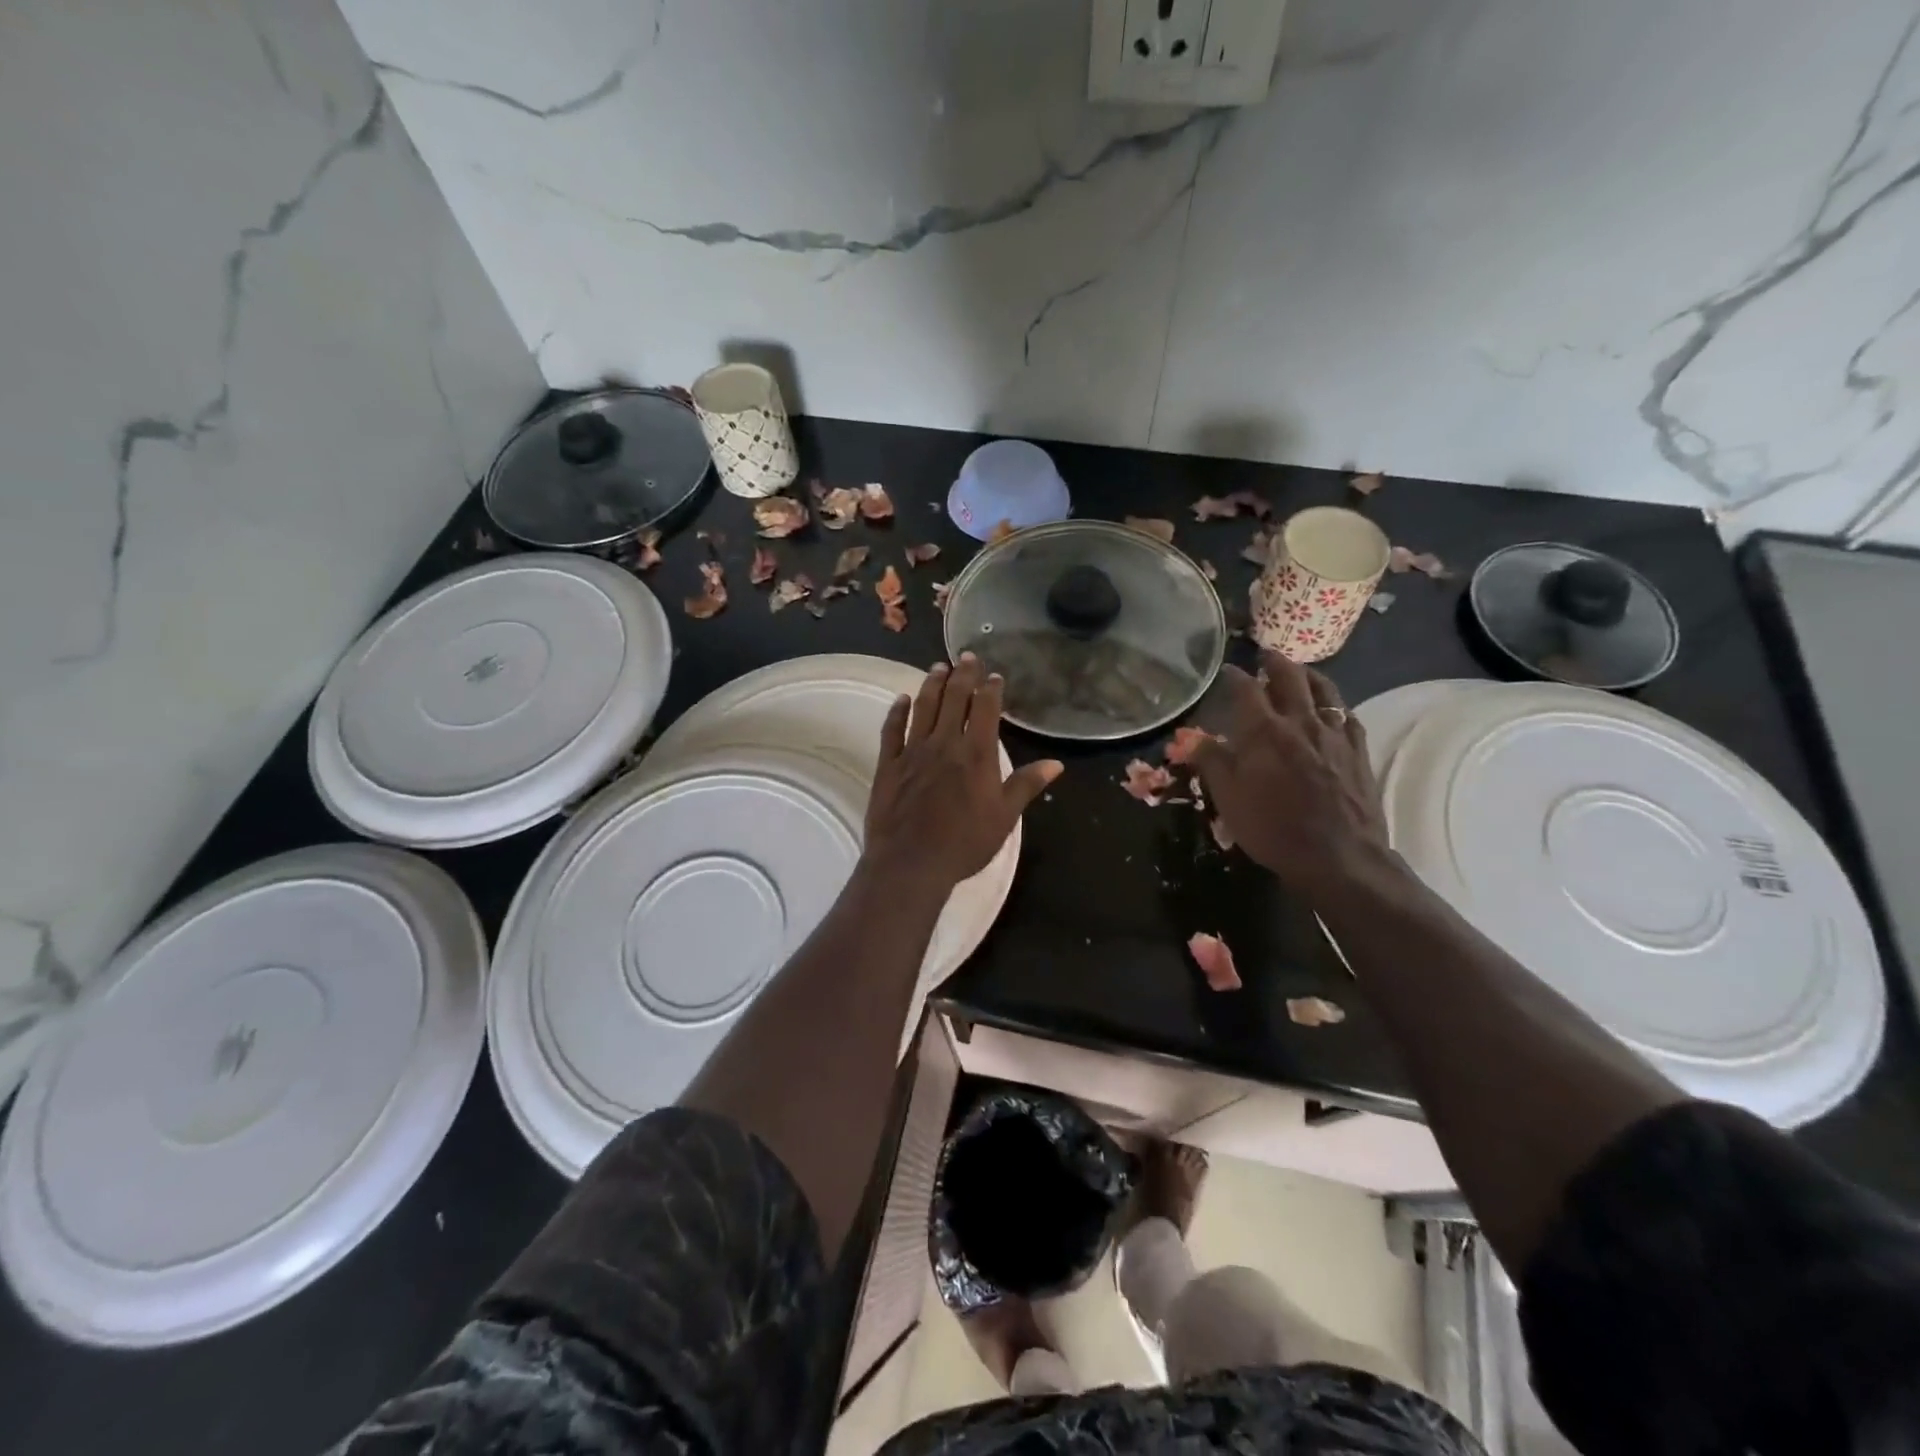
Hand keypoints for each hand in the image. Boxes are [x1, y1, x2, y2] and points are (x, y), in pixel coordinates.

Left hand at [864, 655, 1062, 894]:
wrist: (911, 863)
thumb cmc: (964, 843)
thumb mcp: (1004, 817)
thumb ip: (1026, 785)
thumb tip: (1056, 763)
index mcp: (976, 753)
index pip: (984, 708)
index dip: (990, 688)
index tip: (993, 675)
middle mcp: (944, 743)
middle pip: (953, 699)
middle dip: (962, 675)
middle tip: (965, 657)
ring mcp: (913, 751)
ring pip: (923, 707)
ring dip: (931, 684)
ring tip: (938, 667)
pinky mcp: (889, 764)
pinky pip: (892, 730)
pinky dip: (897, 711)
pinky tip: (901, 699)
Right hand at [1190, 652, 1393, 903]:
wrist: (1339, 857)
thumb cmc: (1274, 828)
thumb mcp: (1229, 798)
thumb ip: (1212, 762)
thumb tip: (1193, 737)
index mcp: (1264, 731)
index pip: (1245, 689)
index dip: (1234, 675)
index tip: (1225, 669)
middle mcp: (1300, 722)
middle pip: (1290, 677)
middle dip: (1275, 662)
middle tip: (1265, 655)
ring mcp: (1334, 734)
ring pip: (1324, 690)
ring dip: (1309, 675)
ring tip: (1300, 671)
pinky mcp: (1358, 751)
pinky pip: (1347, 715)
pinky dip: (1335, 705)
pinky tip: (1332, 710)